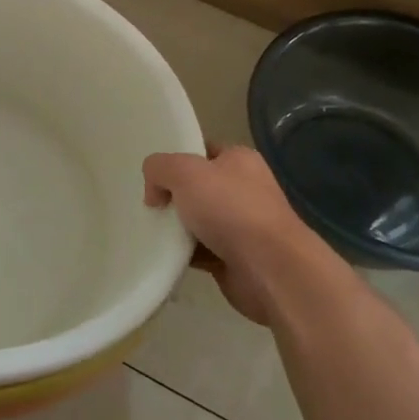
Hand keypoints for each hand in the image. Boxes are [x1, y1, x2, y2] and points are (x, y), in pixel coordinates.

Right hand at [143, 146, 325, 324]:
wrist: (269, 268)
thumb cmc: (231, 209)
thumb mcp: (185, 172)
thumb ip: (159, 167)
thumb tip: (155, 191)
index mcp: (239, 160)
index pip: (202, 151)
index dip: (176, 159)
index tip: (152, 176)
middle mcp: (244, 190)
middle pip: (197, 187)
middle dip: (172, 196)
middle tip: (149, 205)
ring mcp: (241, 226)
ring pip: (197, 221)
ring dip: (176, 228)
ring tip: (150, 231)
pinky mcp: (234, 257)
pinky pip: (199, 251)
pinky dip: (183, 254)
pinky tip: (164, 254)